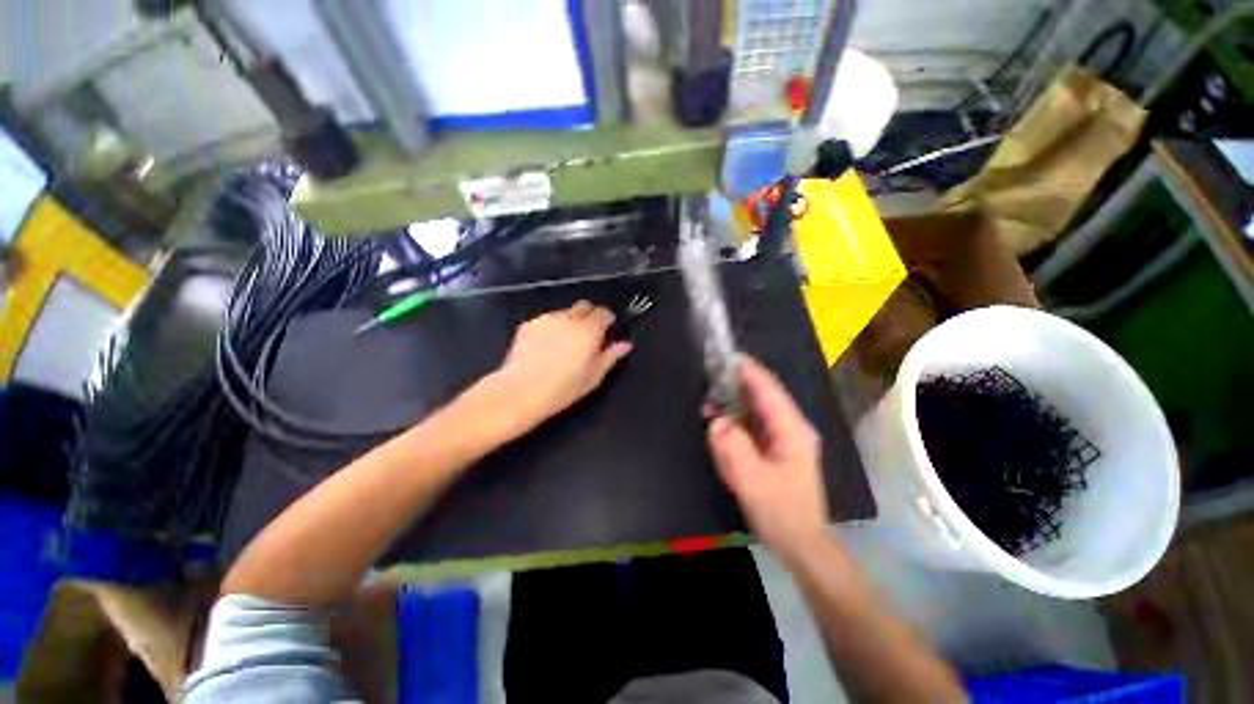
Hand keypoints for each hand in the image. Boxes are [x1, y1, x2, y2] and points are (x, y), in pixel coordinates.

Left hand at [493, 301, 631, 427]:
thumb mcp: (593, 377)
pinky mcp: (528, 324)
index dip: (607, 320)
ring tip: (563, 344)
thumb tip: (625, 345)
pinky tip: (545, 347)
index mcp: (588, 330)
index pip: (604, 312)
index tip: (605, 332)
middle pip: (584, 305)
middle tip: (586, 336)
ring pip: (565, 312)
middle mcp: (569, 319)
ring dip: (569, 322)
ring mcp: (547, 319)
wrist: (520, 391)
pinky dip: (551, 328)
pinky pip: (547, 320)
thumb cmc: (562, 389)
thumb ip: (610, 357)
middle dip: (589, 316)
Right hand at [707, 356, 827, 557]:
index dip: (750, 371)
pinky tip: (720, 426)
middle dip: (736, 386)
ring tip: (709, 403)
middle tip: (710, 378)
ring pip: (754, 411)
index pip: (769, 391)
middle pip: (762, 396)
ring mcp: (782, 439)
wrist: (799, 544)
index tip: (728, 357)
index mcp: (792, 430)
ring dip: (732, 405)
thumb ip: (734, 448)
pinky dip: (734, 423)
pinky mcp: (772, 449)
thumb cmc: (781, 512)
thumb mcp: (755, 482)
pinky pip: (750, 427)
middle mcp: (789, 428)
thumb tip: (716, 422)